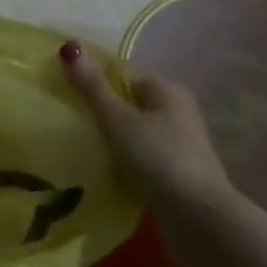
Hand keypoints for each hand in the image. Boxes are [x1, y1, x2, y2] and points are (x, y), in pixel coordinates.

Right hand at [58, 39, 232, 207]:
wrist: (200, 221)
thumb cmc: (158, 159)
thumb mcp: (119, 121)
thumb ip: (93, 87)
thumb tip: (68, 46)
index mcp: (167, 89)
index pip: (122, 73)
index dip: (94, 79)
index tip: (66, 94)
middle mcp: (178, 110)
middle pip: (130, 101)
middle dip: (102, 110)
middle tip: (71, 121)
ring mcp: (180, 143)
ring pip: (136, 130)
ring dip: (114, 138)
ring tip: (83, 146)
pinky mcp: (178, 172)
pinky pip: (143, 155)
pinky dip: (126, 159)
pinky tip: (106, 170)